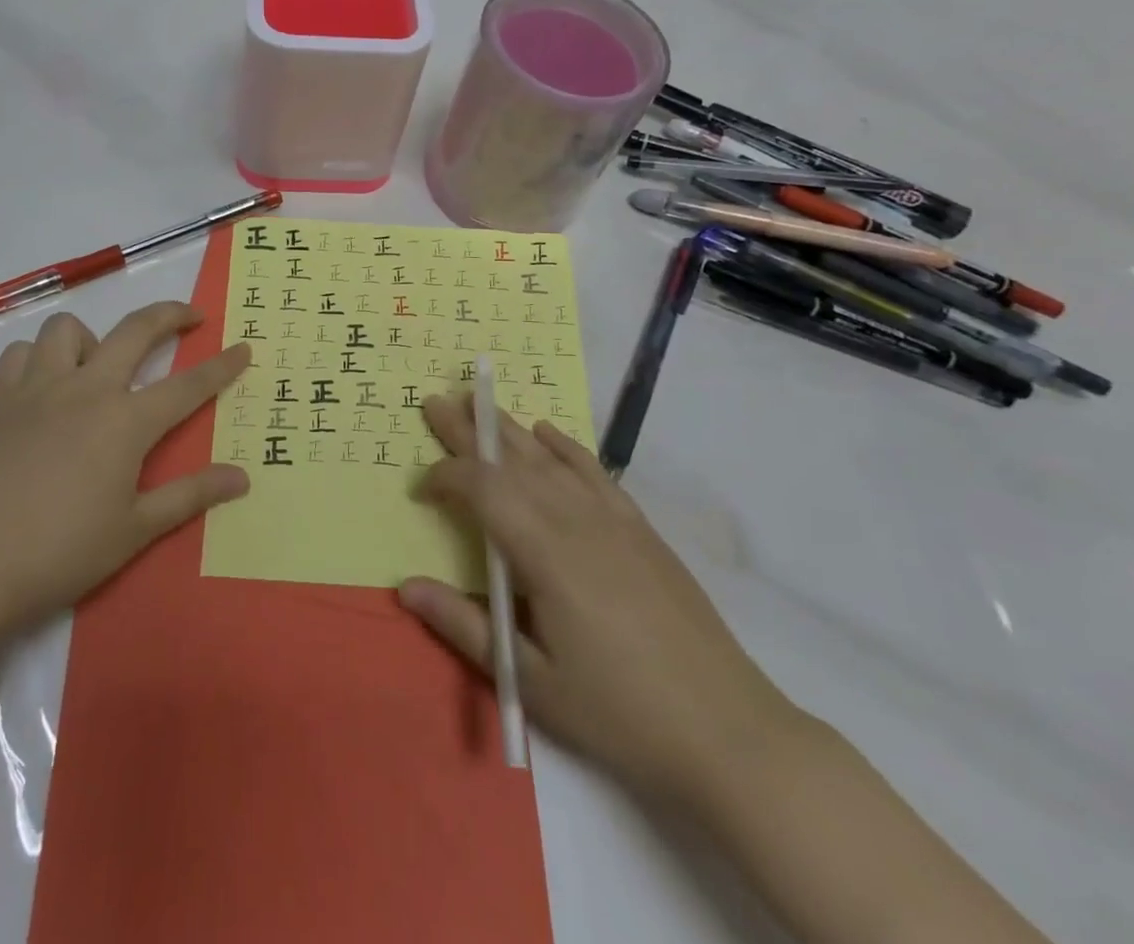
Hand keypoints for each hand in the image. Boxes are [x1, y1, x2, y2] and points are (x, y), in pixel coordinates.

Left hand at [0, 301, 251, 635]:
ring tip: (100, 367)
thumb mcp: (134, 530)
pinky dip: (38, 359)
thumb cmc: (59, 552)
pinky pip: (21, 355)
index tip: (244, 348)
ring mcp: (38, 389)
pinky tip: (46, 387)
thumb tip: (241, 477)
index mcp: (125, 422)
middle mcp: (86, 390)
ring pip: (69, 329)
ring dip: (93, 338)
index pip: (187, 385)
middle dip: (171, 315)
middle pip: (135, 330)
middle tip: (191, 317)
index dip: (221, 366)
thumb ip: (190, 495)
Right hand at [400, 395, 804, 807]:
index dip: (445, 479)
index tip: (420, 492)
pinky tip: (547, 432)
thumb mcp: (532, 680)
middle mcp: (576, 520)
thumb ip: (464, 625)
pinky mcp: (639, 528)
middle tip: (435, 401)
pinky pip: (594, 471)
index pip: (483, 489)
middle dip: (469, 431)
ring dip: (509, 430)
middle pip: (512, 461)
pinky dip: (565, 447)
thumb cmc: (618, 711)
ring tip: (479, 404)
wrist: (728, 731)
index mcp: (545, 553)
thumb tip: (405, 585)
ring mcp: (613, 519)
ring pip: (549, 459)